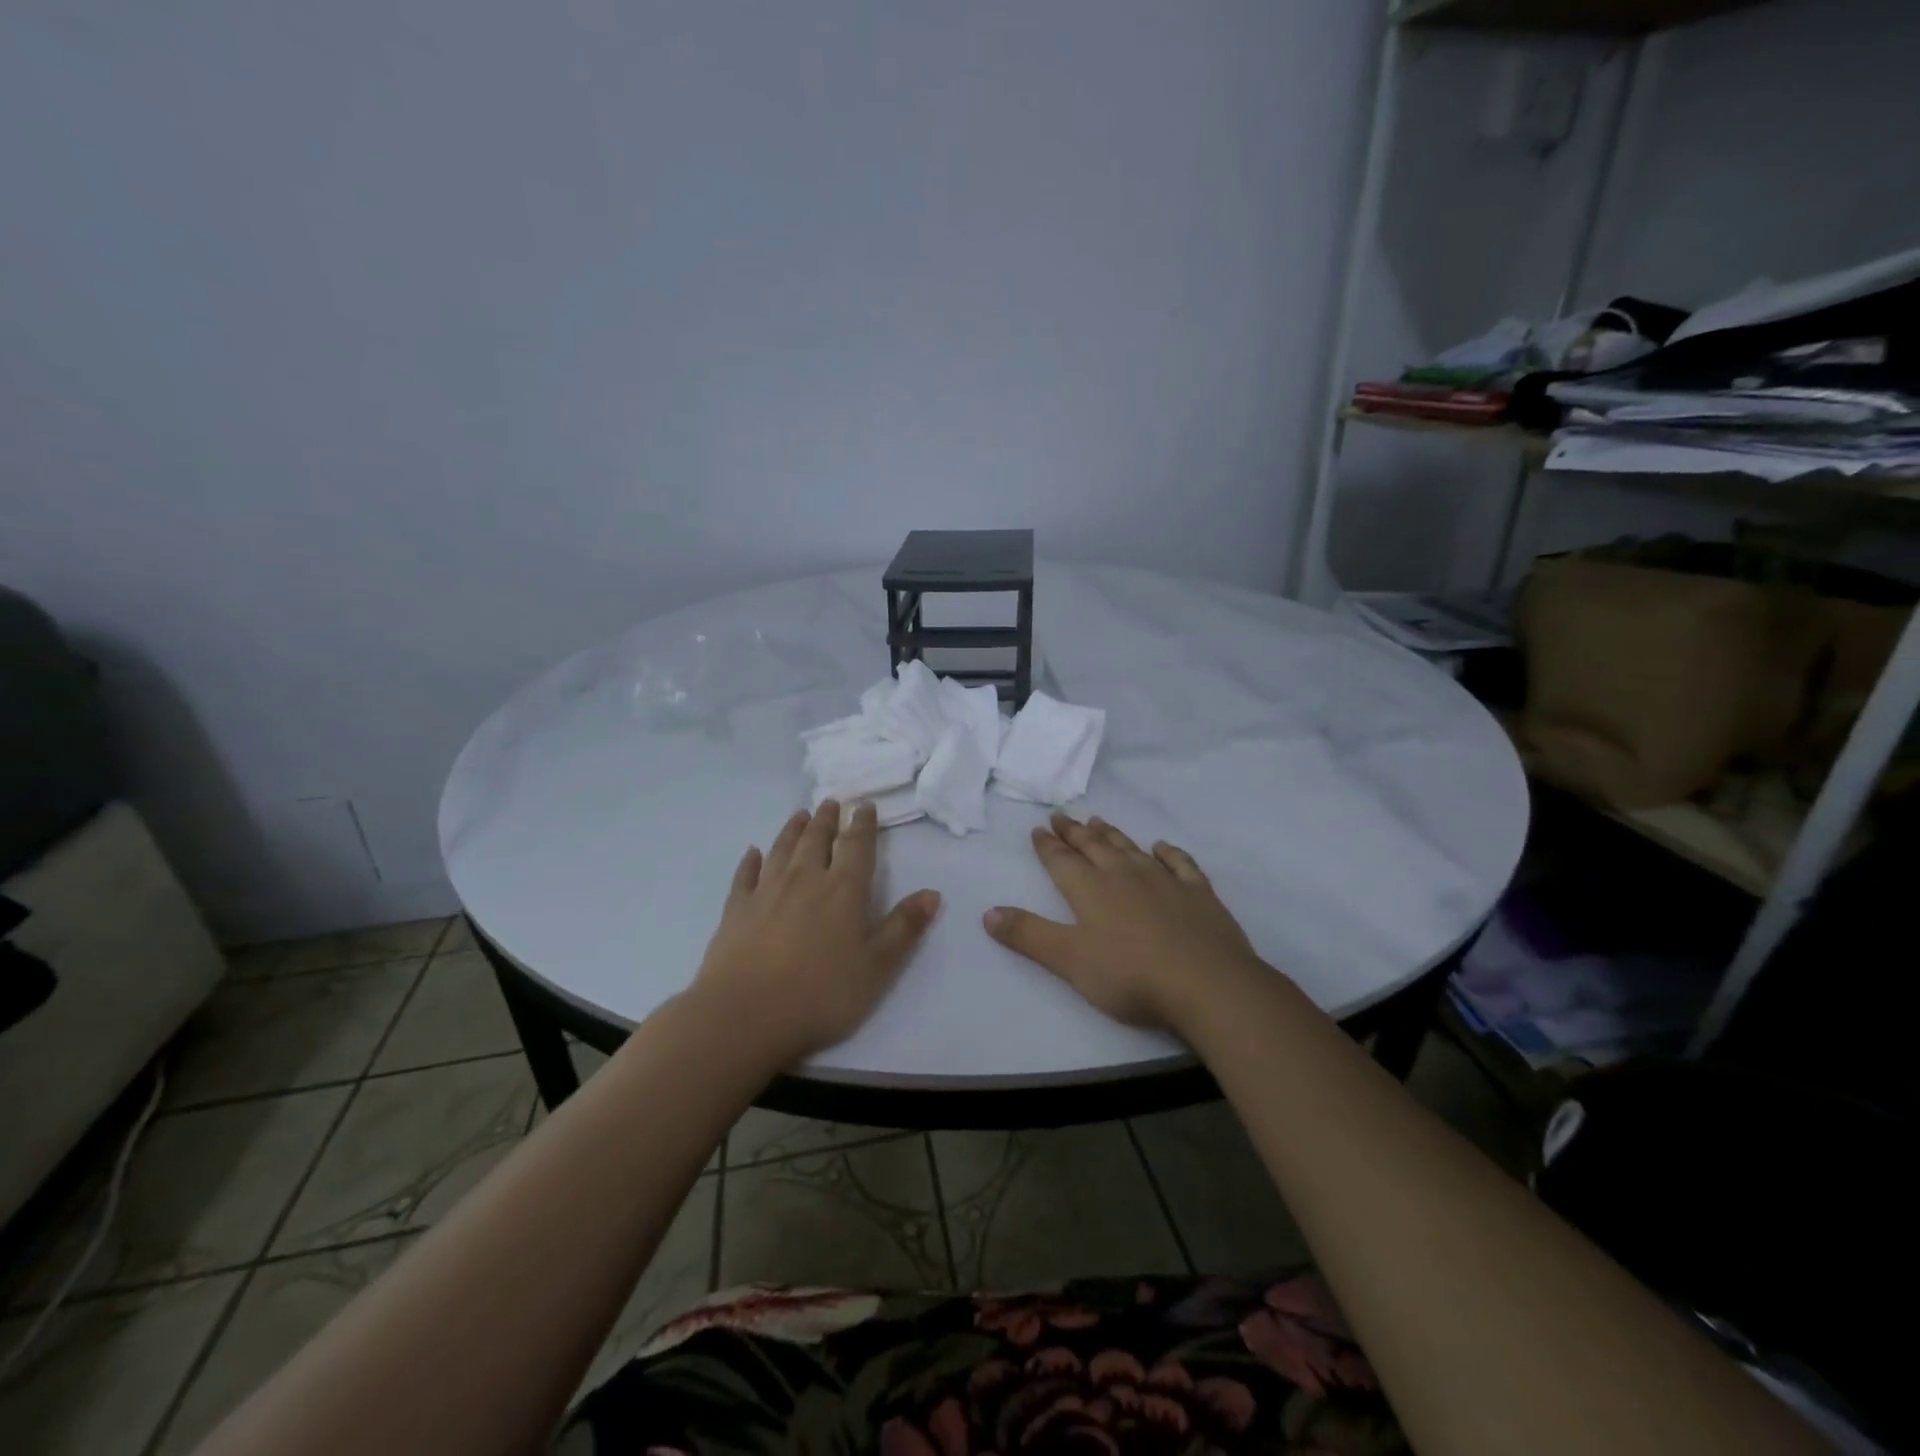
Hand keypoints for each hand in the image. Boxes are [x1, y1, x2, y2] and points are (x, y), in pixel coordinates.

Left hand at [692, 801, 940, 1063]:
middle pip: (817, 839)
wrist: (745, 1015)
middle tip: (831, 803)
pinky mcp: (736, 910)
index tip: (865, 806)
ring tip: (800, 815)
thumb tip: (932, 893)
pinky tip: (753, 853)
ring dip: (793, 829)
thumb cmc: (821, 994)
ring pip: (782, 849)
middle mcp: (804, 879)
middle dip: (827, 819)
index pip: (857, 846)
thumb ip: (904, 928)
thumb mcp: (877, 967)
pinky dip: (751, 860)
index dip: (863, 824)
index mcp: (843, 890)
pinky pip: (745, 875)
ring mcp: (766, 891)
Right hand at [984, 814, 1266, 1030]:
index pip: (1062, 861)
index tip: (1038, 829)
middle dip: (1074, 832)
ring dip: (1112, 834)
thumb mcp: (1069, 960)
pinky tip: (1161, 847)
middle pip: (1094, 847)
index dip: (1048, 846)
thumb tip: (988, 912)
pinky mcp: (1198, 893)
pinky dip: (1168, 852)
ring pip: (1131, 849)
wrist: (1207, 984)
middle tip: (1062, 816)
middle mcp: (1124, 875)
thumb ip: (1028, 935)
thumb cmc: (1131, 976)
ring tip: (1099, 821)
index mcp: (1091, 890)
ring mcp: (1164, 880)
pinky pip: (1179, 863)